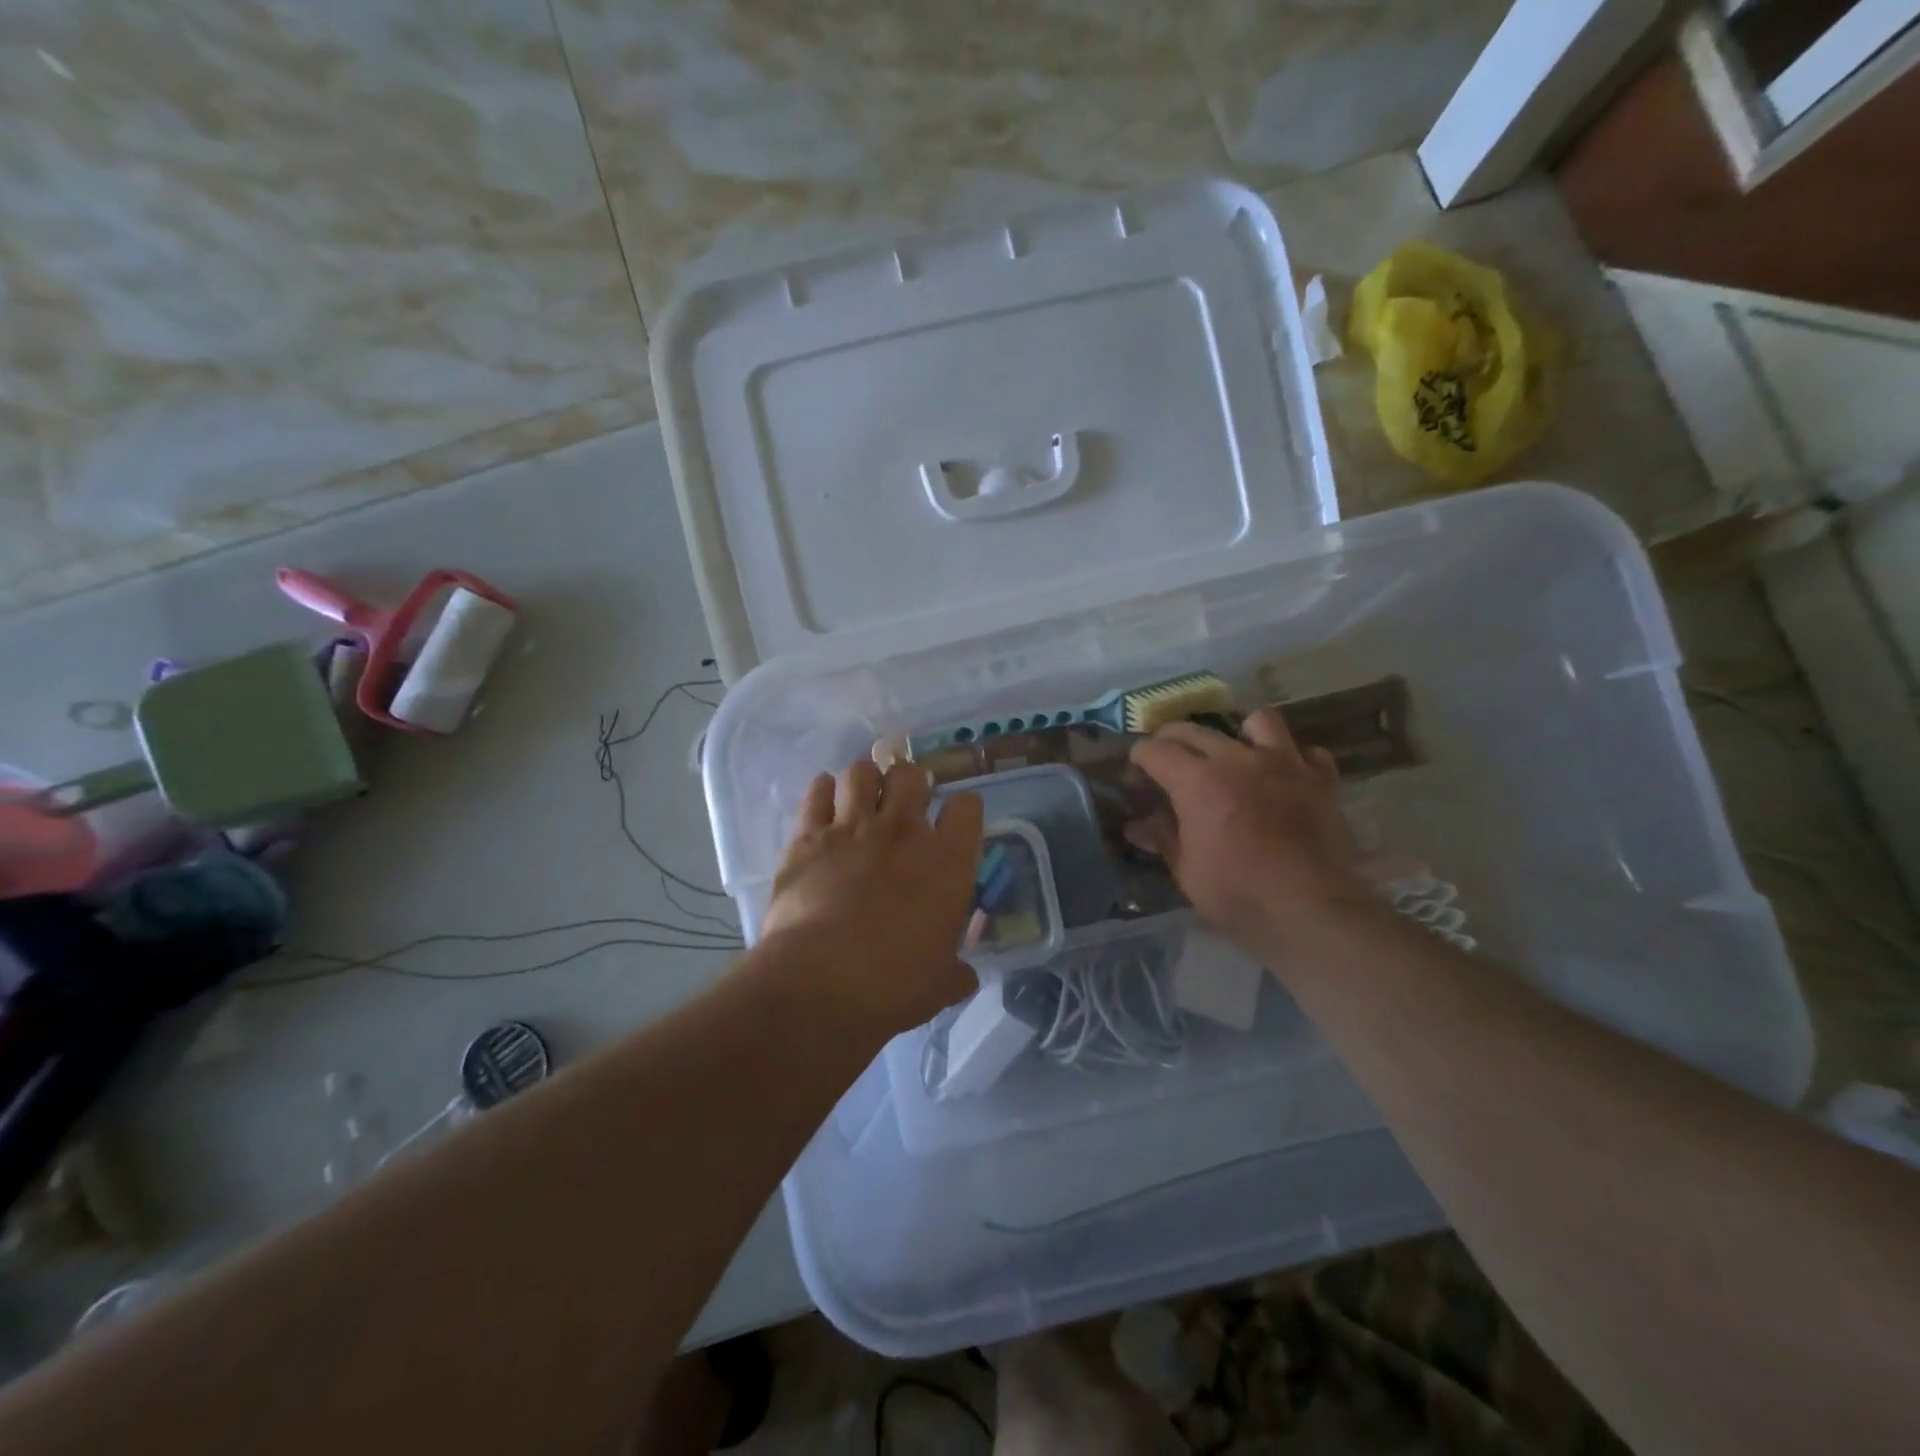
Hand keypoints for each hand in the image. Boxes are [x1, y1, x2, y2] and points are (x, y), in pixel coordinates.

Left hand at [761, 760, 984, 1036]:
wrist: (820, 985)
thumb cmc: (893, 986)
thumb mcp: (939, 985)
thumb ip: (955, 973)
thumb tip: (965, 978)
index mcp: (947, 861)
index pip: (967, 807)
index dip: (962, 811)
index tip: (954, 824)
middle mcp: (903, 831)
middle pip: (912, 774)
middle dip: (911, 783)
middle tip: (904, 805)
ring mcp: (852, 828)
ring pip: (861, 772)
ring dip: (865, 781)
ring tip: (862, 799)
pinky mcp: (808, 837)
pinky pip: (816, 792)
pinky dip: (822, 792)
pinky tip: (825, 803)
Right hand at [1127, 709, 1373, 958]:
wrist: (1310, 910)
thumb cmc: (1237, 894)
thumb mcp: (1186, 871)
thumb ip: (1163, 838)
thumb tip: (1136, 827)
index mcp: (1196, 781)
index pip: (1155, 750)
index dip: (1139, 759)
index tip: (1135, 775)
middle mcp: (1237, 759)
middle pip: (1195, 730)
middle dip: (1172, 740)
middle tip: (1167, 763)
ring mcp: (1283, 765)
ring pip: (1259, 722)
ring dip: (1240, 733)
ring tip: (1235, 755)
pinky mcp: (1320, 781)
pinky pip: (1307, 752)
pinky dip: (1294, 759)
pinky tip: (1285, 777)